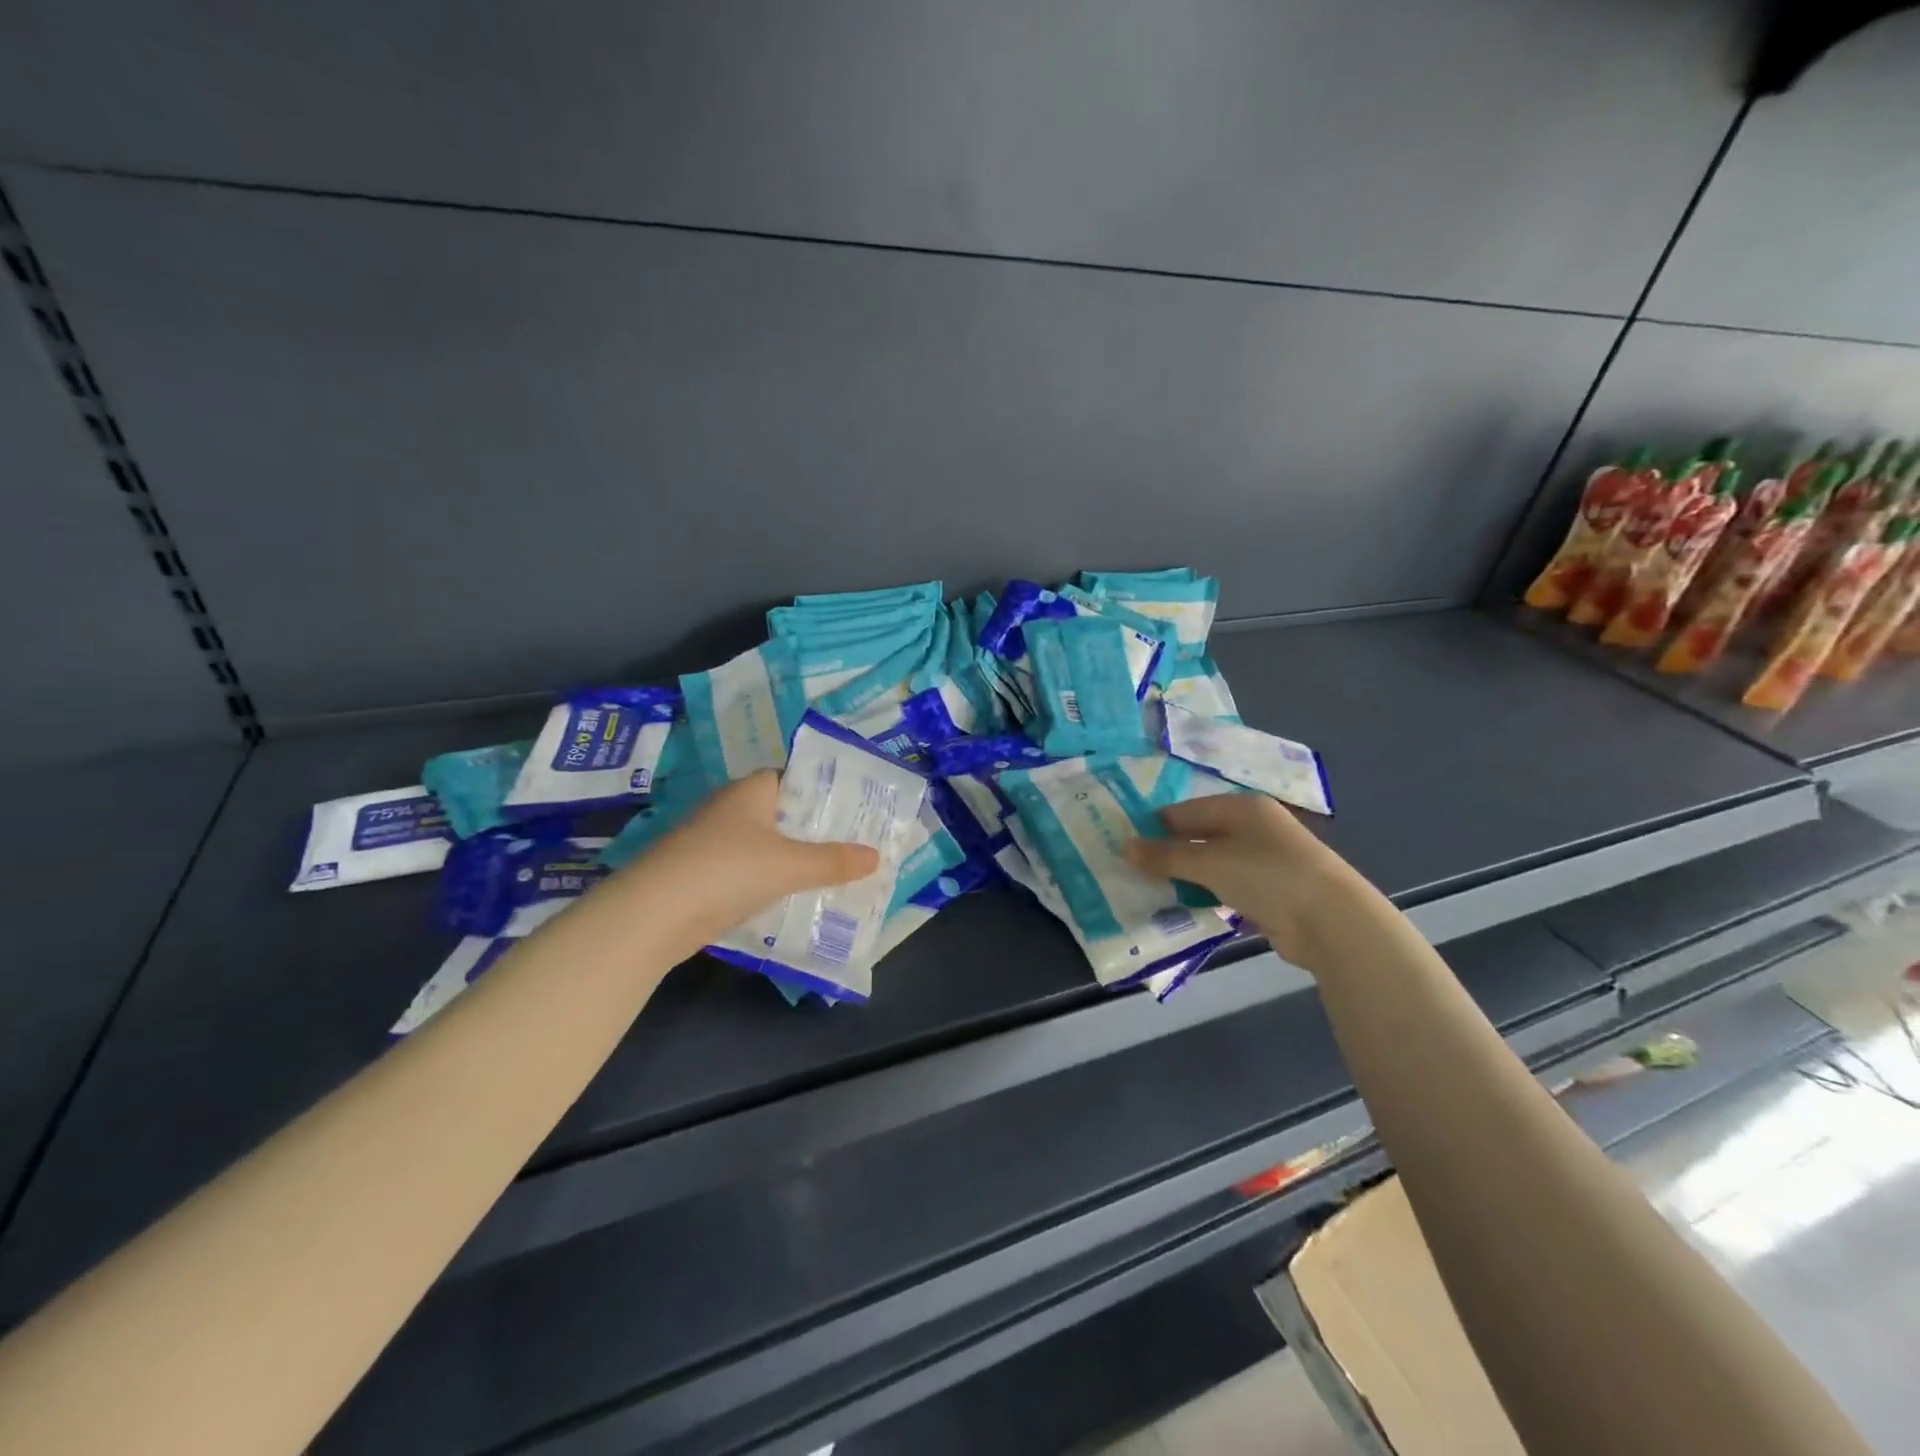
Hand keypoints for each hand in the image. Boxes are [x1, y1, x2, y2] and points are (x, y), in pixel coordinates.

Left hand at [624, 771, 879, 947]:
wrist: (652, 916)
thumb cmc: (727, 870)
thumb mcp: (790, 865)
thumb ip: (834, 861)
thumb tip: (877, 856)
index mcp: (750, 792)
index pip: (791, 777)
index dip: (821, 789)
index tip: (853, 806)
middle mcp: (729, 810)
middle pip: (781, 813)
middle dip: (813, 828)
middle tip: (854, 842)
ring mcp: (712, 844)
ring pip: (764, 846)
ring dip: (792, 859)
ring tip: (834, 872)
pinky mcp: (702, 877)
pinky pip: (747, 873)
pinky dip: (769, 882)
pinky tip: (793, 899)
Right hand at [1124, 794, 1369, 974]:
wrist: (1330, 921)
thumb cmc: (1266, 875)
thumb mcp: (1209, 862)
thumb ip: (1165, 856)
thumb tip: (1124, 847)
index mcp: (1242, 807)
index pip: (1186, 810)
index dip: (1155, 826)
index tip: (1126, 845)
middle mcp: (1254, 828)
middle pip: (1200, 836)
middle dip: (1169, 854)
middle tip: (1134, 871)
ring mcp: (1265, 861)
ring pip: (1213, 865)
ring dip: (1187, 877)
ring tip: (1152, 891)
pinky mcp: (1271, 892)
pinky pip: (1227, 889)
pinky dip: (1208, 896)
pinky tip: (1186, 908)